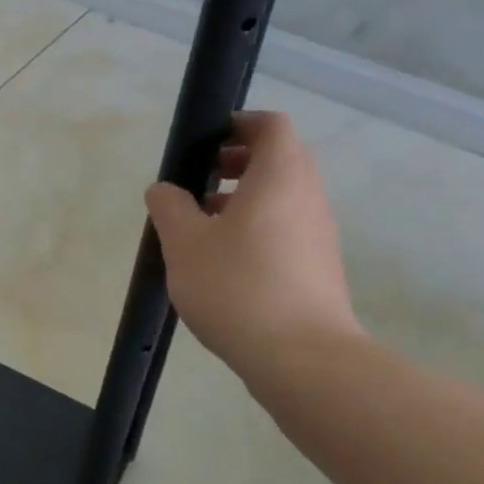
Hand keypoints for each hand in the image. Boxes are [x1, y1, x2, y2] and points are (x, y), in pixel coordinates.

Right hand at [146, 112, 361, 382]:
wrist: (302, 359)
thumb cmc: (238, 285)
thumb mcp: (184, 242)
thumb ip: (169, 206)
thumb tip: (164, 190)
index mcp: (280, 176)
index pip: (271, 125)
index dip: (238, 124)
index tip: (204, 144)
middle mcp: (308, 197)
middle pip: (279, 159)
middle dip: (236, 163)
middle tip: (197, 182)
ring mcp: (319, 234)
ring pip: (282, 196)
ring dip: (244, 198)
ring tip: (202, 225)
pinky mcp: (319, 267)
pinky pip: (287, 228)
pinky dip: (257, 228)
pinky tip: (223, 261)